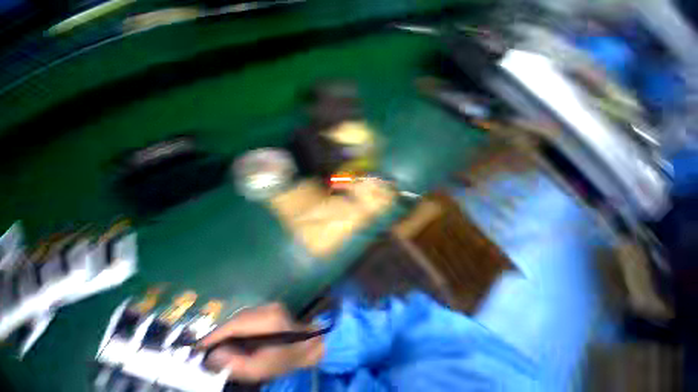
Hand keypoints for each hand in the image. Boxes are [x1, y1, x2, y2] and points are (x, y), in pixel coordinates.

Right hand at [198, 303, 323, 381]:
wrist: (305, 344)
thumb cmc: (283, 359)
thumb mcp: (258, 369)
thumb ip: (234, 364)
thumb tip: (212, 355)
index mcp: (267, 321)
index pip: (235, 324)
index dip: (214, 335)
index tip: (196, 347)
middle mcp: (268, 308)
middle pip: (236, 318)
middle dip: (218, 333)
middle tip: (203, 349)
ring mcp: (270, 305)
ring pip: (240, 316)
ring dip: (226, 329)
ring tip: (214, 345)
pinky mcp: (269, 307)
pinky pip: (247, 315)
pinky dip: (236, 326)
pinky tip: (231, 338)